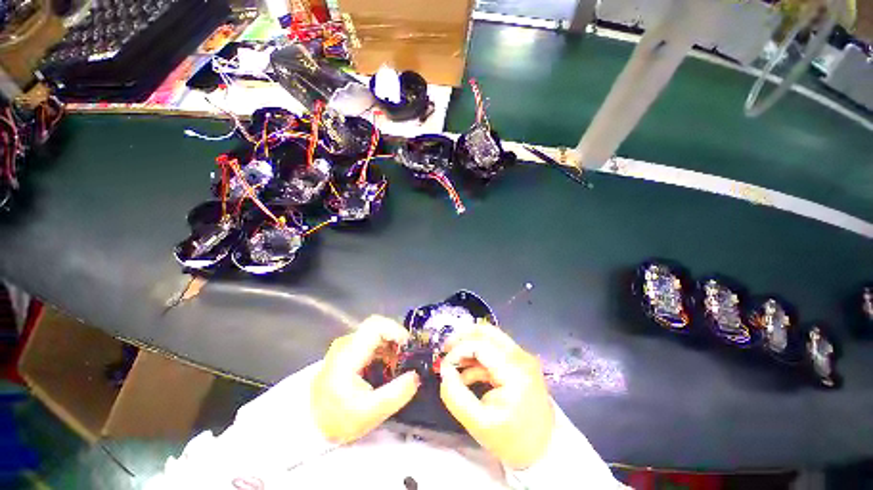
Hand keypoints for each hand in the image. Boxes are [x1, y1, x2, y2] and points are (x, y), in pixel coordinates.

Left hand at [313, 315, 420, 443]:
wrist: (310, 425)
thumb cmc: (337, 420)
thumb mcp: (369, 413)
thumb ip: (396, 394)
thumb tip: (416, 376)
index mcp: (348, 354)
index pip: (375, 326)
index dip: (395, 330)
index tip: (408, 347)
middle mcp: (346, 343)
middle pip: (377, 326)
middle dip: (396, 338)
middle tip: (407, 357)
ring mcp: (346, 346)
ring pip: (375, 332)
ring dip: (391, 344)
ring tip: (398, 365)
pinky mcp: (347, 351)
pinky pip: (371, 341)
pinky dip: (384, 349)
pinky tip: (387, 367)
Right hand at [440, 322, 554, 469]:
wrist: (544, 451)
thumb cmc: (512, 441)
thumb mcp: (478, 423)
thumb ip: (455, 396)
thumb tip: (443, 370)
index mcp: (514, 371)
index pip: (480, 345)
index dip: (458, 350)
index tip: (444, 365)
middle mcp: (521, 357)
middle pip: (487, 332)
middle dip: (463, 337)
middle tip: (446, 349)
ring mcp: (522, 358)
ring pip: (490, 338)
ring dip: (469, 345)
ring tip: (453, 363)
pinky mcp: (520, 363)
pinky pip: (495, 350)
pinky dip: (478, 357)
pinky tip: (466, 373)